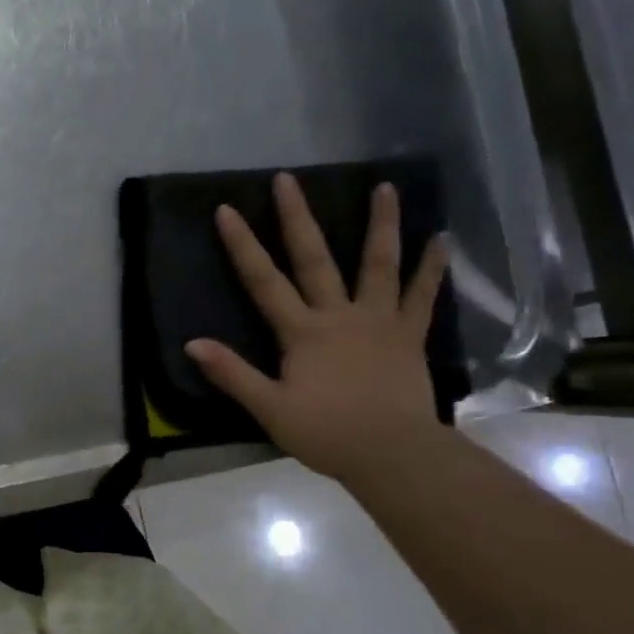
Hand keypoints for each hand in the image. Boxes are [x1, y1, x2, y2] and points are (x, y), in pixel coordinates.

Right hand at [185, 175, 449, 482]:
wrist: (393, 454)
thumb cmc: (326, 433)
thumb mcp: (270, 408)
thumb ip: (232, 373)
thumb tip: (192, 343)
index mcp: (302, 332)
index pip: (264, 281)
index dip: (243, 245)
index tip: (226, 209)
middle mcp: (339, 315)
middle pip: (315, 259)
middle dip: (298, 218)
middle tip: (288, 179)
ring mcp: (378, 321)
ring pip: (378, 265)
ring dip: (381, 225)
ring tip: (385, 187)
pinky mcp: (408, 336)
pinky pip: (422, 296)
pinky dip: (432, 268)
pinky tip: (441, 239)